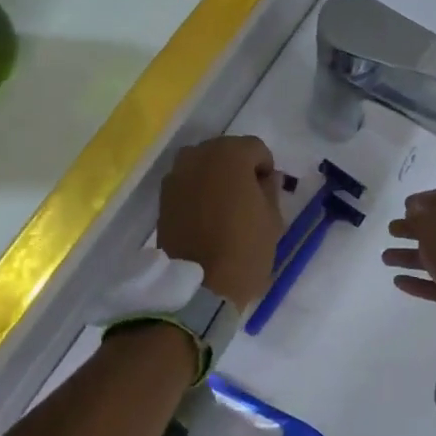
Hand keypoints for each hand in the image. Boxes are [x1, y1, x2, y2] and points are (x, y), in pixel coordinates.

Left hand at [157, 136, 283, 310]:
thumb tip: (266, 177)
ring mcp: (176, 175)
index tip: (268, 193)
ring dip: (215, 178)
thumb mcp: (273, 219)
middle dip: (238, 168)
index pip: (256, 148)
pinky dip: (198, 192)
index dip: (265, 168)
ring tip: (224, 207)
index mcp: (230, 155)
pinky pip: (187, 183)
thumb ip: (270, 189)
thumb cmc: (245, 250)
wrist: (199, 287)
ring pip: (203, 165)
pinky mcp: (163, 196)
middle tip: (246, 199)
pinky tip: (205, 216)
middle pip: (225, 151)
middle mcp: (199, 155)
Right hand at [381, 187, 435, 339]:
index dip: (429, 199)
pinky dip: (423, 280)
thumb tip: (415, 209)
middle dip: (415, 229)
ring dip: (413, 256)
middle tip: (392, 231)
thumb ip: (421, 217)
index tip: (406, 206)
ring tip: (386, 259)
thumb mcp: (435, 228)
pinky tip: (399, 282)